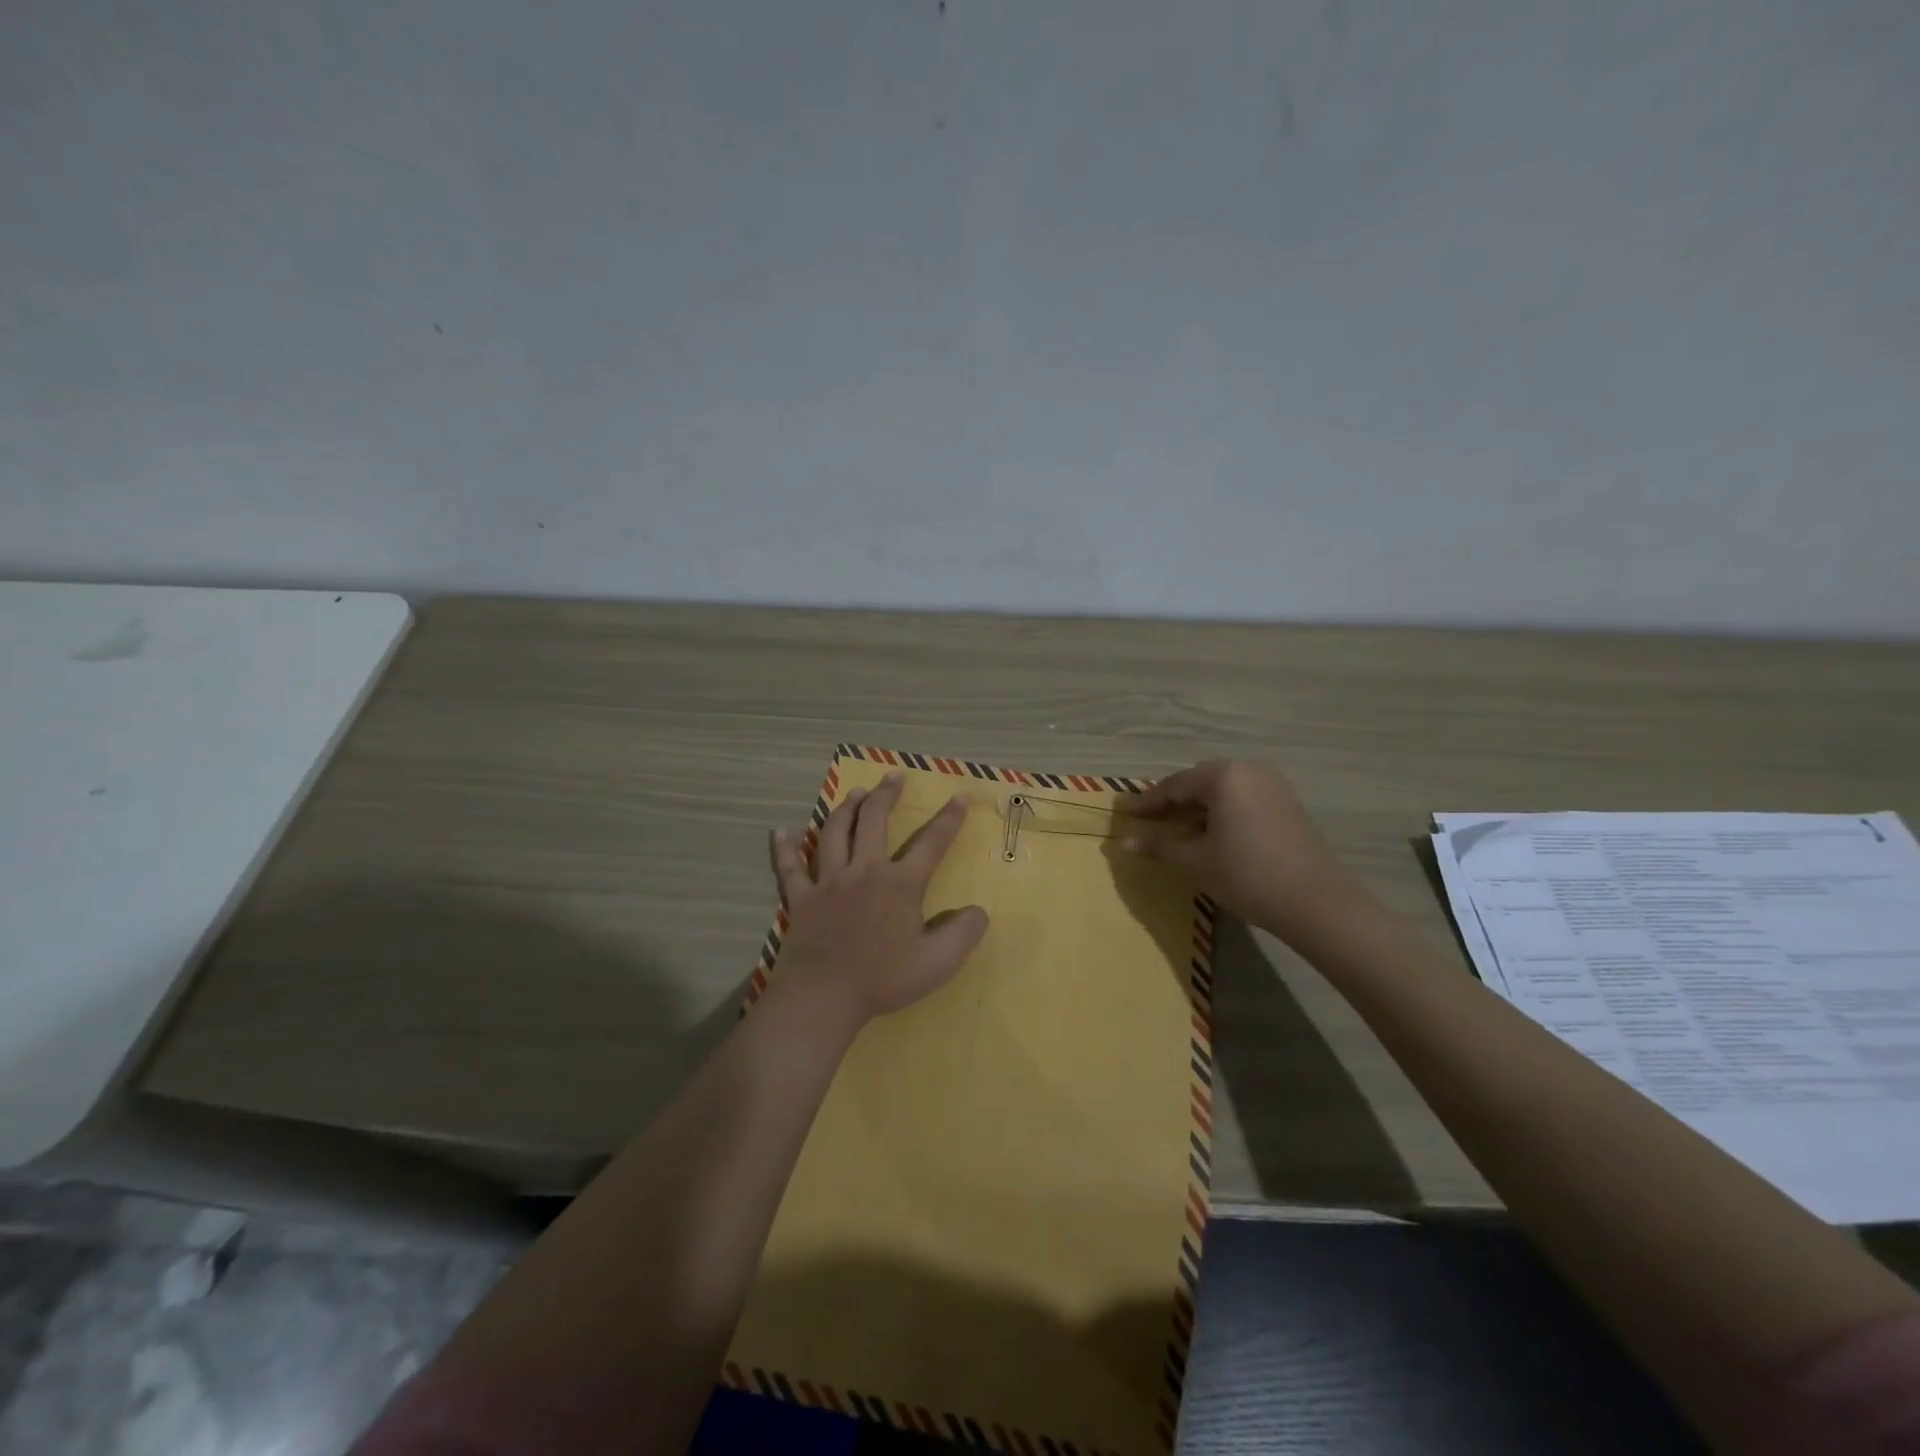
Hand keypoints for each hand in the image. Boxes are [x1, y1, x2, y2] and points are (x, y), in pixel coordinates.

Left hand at [769, 772, 989, 1023]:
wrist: (824, 996)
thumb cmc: (883, 980)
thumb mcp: (938, 962)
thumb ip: (964, 933)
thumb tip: (979, 911)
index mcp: (900, 884)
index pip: (931, 843)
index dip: (949, 819)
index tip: (959, 797)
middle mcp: (864, 871)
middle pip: (874, 821)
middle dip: (886, 795)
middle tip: (893, 777)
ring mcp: (828, 882)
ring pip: (834, 832)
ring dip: (845, 808)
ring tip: (855, 793)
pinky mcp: (801, 898)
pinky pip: (790, 867)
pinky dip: (785, 848)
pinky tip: (781, 832)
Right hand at [1122, 760, 1370, 945]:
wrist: (1315, 901)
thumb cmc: (1246, 875)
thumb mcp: (1195, 862)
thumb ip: (1160, 846)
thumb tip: (1125, 842)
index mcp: (1224, 776)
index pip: (1175, 785)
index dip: (1149, 802)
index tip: (1128, 815)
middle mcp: (1249, 771)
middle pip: (1200, 781)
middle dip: (1175, 801)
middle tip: (1152, 821)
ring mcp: (1273, 786)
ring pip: (1224, 790)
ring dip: (1199, 807)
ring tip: (1181, 830)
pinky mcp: (1288, 804)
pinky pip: (1244, 799)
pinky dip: (1223, 811)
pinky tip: (1214, 834)